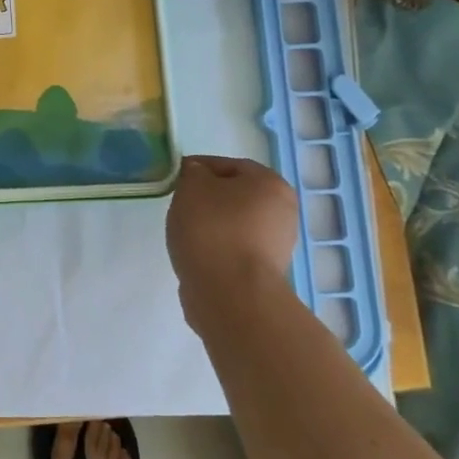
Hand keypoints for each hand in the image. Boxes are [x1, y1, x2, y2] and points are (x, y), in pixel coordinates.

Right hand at [165, 156, 299, 335]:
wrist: (230, 293)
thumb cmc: (212, 229)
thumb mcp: (192, 185)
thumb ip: (193, 172)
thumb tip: (198, 176)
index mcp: (271, 184)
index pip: (228, 165)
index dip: (198, 168)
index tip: (175, 179)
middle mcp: (282, 212)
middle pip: (235, 196)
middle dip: (206, 198)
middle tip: (179, 205)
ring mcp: (277, 245)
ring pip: (234, 224)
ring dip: (211, 225)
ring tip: (185, 233)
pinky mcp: (264, 273)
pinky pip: (233, 250)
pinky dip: (215, 249)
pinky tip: (197, 255)